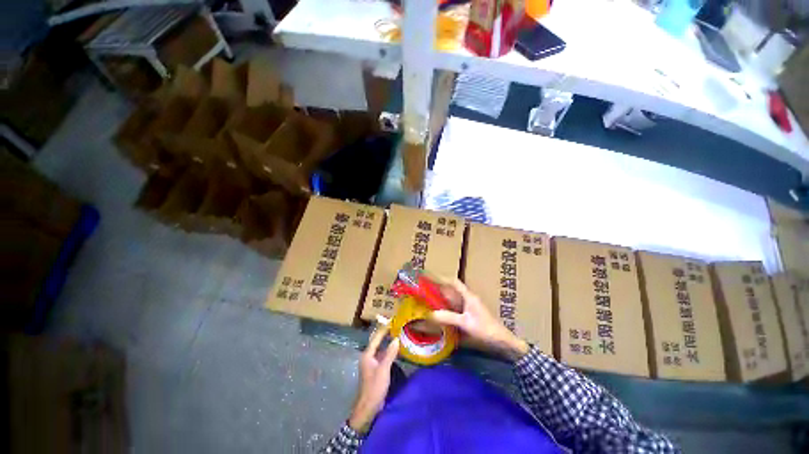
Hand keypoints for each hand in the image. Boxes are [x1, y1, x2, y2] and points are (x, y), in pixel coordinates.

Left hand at [348, 324, 399, 432]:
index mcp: (367, 355)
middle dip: (385, 333)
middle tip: (395, 325)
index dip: (383, 329)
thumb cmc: (374, 387)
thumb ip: (390, 354)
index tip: (392, 321)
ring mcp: (372, 363)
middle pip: (377, 342)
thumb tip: (396, 339)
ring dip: (387, 341)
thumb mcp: (384, 369)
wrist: (368, 407)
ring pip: (380, 348)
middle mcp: (368, 356)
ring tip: (397, 334)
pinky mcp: (376, 369)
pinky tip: (395, 349)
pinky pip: (382, 355)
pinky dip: (388, 350)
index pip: (376, 338)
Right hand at [431, 279, 529, 361]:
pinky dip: (446, 308)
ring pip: (452, 299)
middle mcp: (467, 299)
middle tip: (424, 288)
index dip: (442, 278)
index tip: (430, 276)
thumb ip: (449, 317)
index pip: (454, 282)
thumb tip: (430, 314)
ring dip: (442, 298)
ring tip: (428, 299)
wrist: (502, 341)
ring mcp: (468, 307)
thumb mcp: (466, 323)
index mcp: (468, 296)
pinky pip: (454, 309)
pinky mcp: (469, 316)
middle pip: (451, 290)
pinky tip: (439, 314)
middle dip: (439, 288)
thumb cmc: (485, 328)